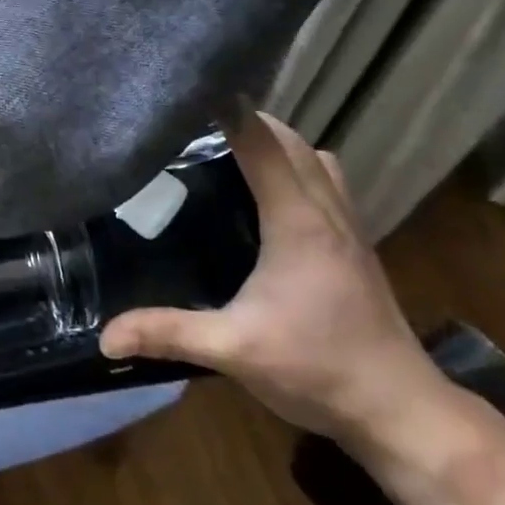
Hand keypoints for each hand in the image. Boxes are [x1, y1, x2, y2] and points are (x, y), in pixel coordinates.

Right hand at [99, 111, 445, 447]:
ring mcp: (349, 227)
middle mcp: (327, 210)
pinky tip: (272, 195)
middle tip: (197, 126)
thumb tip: (105, 336)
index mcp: (297, 221)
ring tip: (232, 151)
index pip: (262, 144)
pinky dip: (299, 168)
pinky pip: (328, 182)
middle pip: (291, 141)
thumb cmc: (318, 370)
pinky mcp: (358, 245)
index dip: (228, 112)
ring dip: (280, 143)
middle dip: (249, 121)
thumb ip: (169, 333)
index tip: (190, 93)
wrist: (400, 411)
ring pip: (316, 158)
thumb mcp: (234, 350)